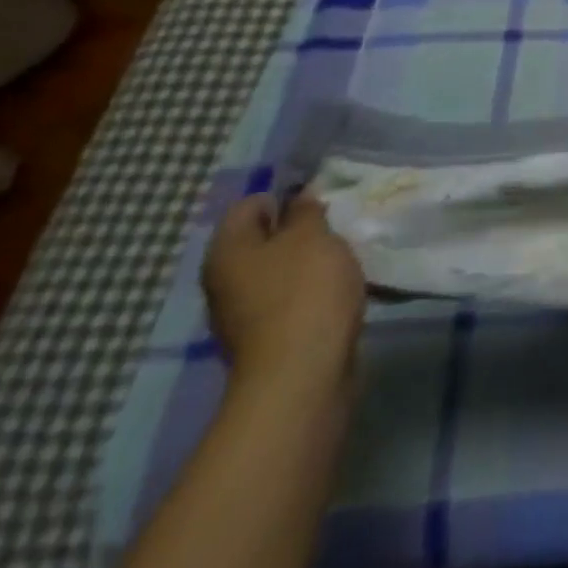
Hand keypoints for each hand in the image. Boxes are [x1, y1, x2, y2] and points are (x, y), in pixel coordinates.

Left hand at [201, 194, 365, 398]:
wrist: (302, 372)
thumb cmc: (305, 291)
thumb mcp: (313, 236)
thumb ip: (306, 211)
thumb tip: (299, 198)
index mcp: (227, 250)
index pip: (249, 204)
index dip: (285, 196)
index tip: (322, 201)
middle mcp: (224, 280)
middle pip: (262, 239)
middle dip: (299, 230)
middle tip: (336, 226)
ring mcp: (242, 312)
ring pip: (278, 269)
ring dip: (308, 260)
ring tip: (343, 256)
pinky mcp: (267, 336)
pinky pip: (289, 297)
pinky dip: (311, 288)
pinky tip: (337, 289)